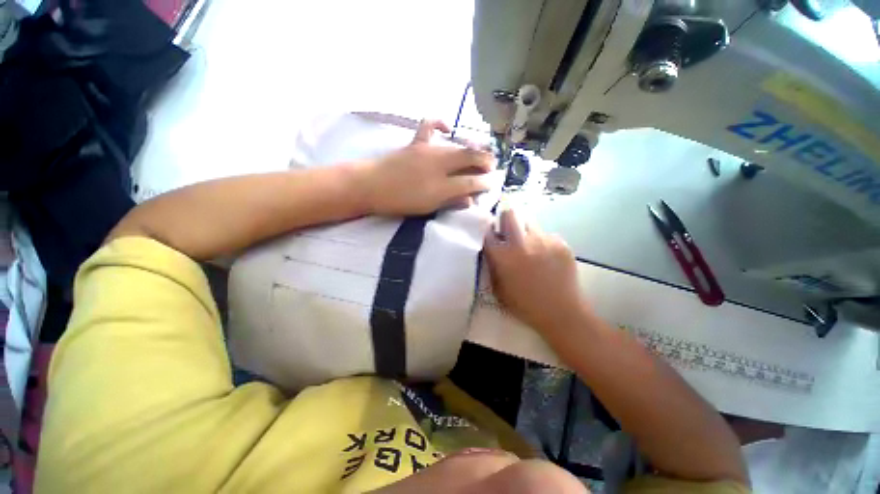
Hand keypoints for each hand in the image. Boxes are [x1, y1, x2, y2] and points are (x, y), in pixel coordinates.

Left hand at [361, 120, 493, 215]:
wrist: (371, 186)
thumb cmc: (400, 202)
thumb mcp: (428, 208)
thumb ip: (450, 202)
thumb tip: (470, 200)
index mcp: (442, 186)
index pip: (471, 182)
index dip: (484, 183)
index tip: (492, 184)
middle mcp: (439, 165)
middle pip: (469, 159)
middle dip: (485, 161)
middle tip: (493, 166)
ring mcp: (428, 151)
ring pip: (456, 146)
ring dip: (472, 149)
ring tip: (481, 152)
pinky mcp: (417, 143)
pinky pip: (430, 125)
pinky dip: (440, 123)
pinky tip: (449, 128)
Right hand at [484, 209, 588, 332]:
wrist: (561, 313)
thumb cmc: (525, 305)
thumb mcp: (499, 289)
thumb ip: (493, 266)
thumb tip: (493, 249)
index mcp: (503, 256)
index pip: (489, 232)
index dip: (488, 231)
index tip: (492, 234)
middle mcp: (521, 242)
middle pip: (510, 213)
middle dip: (506, 217)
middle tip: (509, 229)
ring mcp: (543, 240)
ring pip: (530, 222)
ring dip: (525, 230)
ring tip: (530, 245)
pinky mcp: (561, 243)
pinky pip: (547, 235)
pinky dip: (543, 242)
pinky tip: (547, 258)